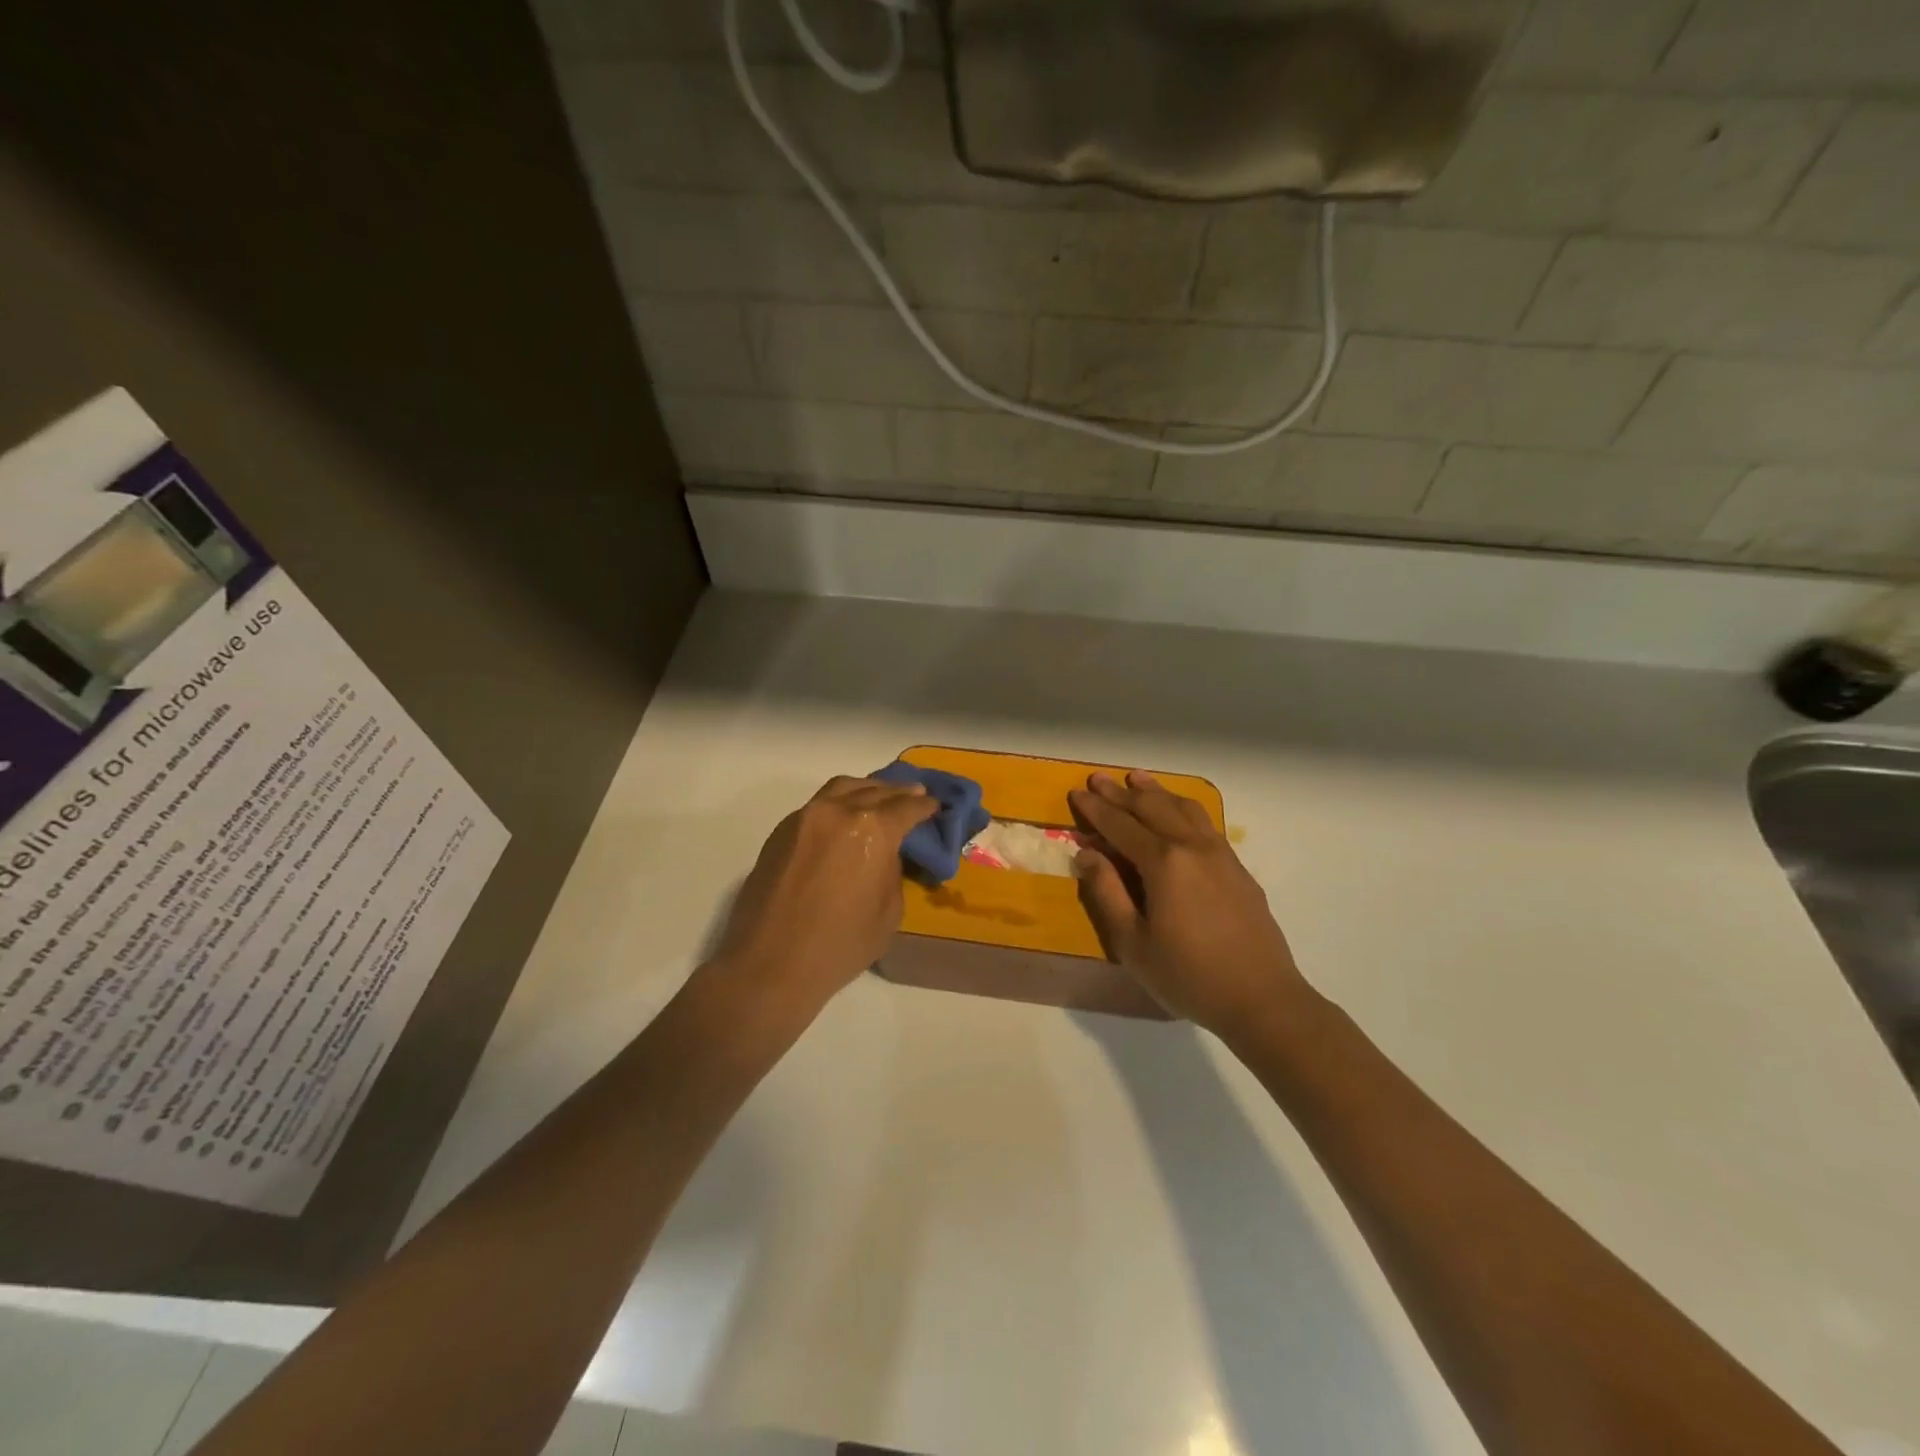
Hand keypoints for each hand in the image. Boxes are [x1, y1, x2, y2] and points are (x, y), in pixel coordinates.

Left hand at [716, 775, 937, 1004]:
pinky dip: (839, 802)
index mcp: (872, 829)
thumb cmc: (840, 946)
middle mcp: (838, 812)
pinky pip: (818, 805)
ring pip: (843, 788)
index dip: (925, 806)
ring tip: (880, 798)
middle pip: (875, 791)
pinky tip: (846, 817)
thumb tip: (887, 854)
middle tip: (914, 795)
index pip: (906, 807)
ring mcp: (805, 817)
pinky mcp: (781, 831)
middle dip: (899, 793)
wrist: (770, 965)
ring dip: (867, 789)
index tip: (934, 806)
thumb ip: (893, 871)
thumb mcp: (889, 912)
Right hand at [1069, 770, 1311, 1034]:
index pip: (1121, 825)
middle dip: (1121, 792)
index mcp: (1163, 863)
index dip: (1096, 809)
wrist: (1262, 998)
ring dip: (1156, 792)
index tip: (1076, 792)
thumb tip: (1086, 854)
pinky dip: (1183, 807)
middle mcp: (1192, 847)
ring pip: (1183, 808)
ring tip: (1137, 779)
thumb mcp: (1132, 943)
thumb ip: (1107, 893)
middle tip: (1098, 778)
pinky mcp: (1237, 868)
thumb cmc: (1188, 975)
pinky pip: (1205, 822)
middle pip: (1152, 808)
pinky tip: (1179, 810)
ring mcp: (1220, 854)